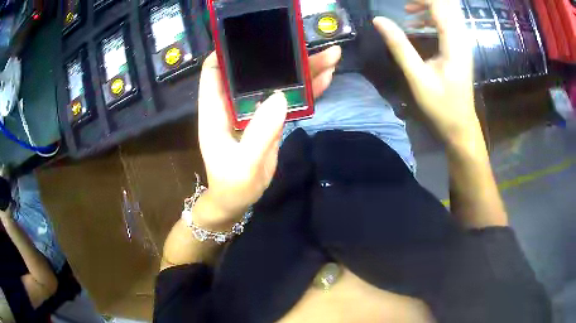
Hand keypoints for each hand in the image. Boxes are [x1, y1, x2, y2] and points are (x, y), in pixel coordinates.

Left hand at [197, 47, 340, 226]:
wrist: (239, 199)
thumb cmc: (232, 184)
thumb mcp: (242, 164)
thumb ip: (259, 133)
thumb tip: (280, 96)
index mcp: (216, 110)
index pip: (214, 71)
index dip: (228, 52)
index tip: (251, 36)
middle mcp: (234, 103)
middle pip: (255, 71)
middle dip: (279, 56)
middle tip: (306, 44)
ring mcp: (255, 109)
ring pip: (277, 82)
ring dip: (301, 70)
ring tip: (329, 57)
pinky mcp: (270, 118)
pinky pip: (290, 99)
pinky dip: (307, 89)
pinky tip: (325, 78)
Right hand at [373, 0, 479, 143]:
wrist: (461, 125)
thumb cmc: (441, 105)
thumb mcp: (417, 77)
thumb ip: (399, 46)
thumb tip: (379, 21)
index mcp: (454, 43)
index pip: (439, 6)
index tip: (400, 2)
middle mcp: (461, 39)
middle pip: (447, 6)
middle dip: (425, 2)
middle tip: (404, 5)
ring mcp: (462, 44)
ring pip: (448, 13)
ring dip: (427, 7)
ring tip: (407, 11)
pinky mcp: (460, 49)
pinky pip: (448, 23)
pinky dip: (432, 18)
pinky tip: (418, 25)